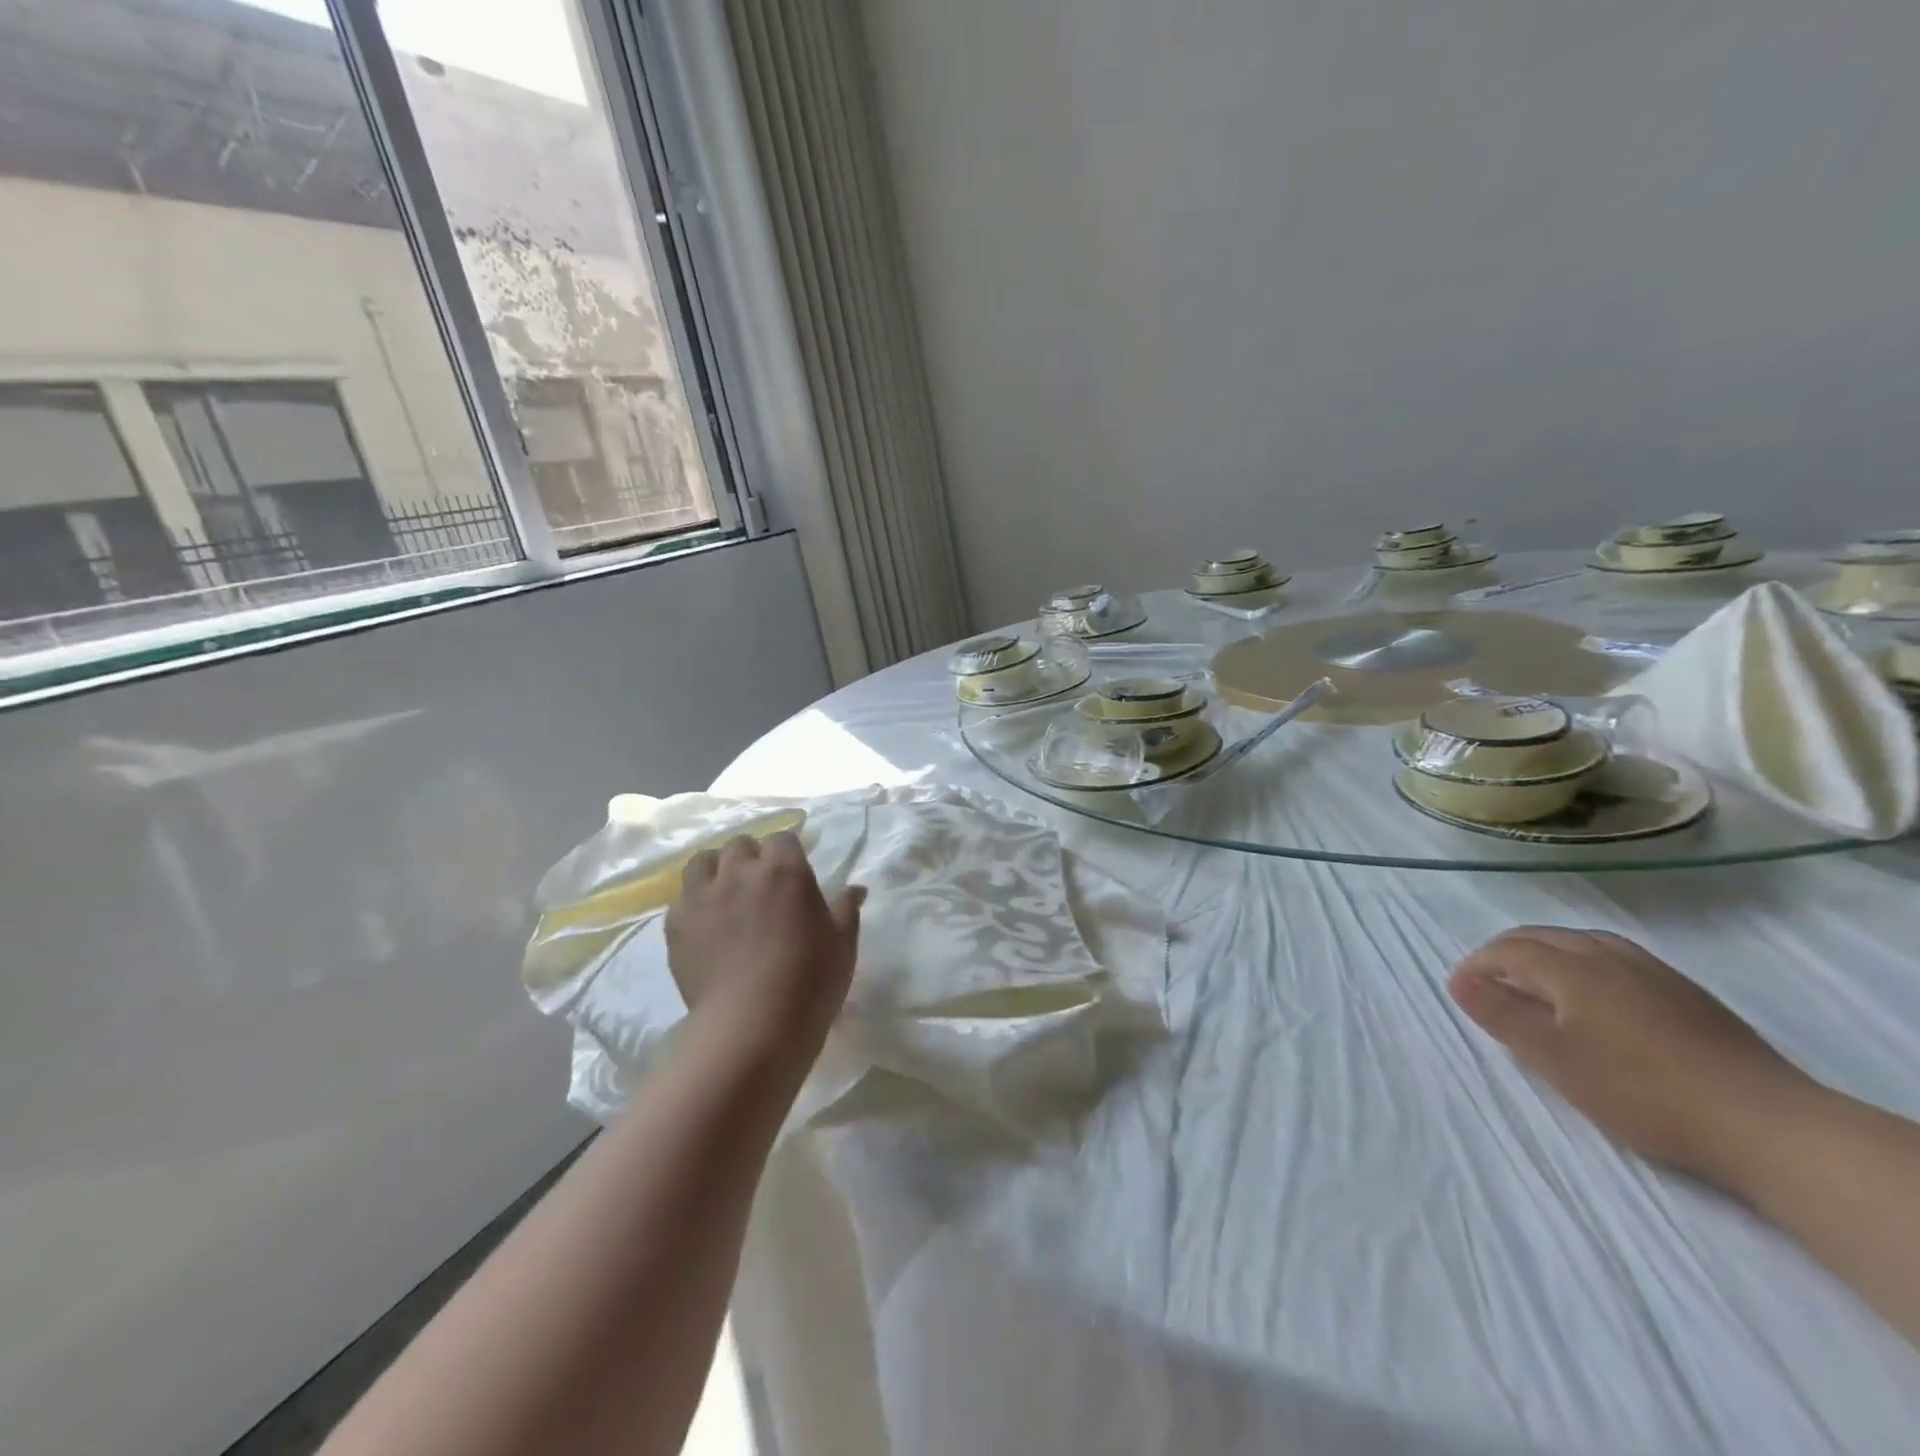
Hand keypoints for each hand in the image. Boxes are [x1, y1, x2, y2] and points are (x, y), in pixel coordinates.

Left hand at [666, 831, 863, 1060]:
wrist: (752, 1027)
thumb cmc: (810, 981)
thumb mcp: (842, 944)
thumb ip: (846, 909)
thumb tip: (857, 888)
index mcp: (784, 869)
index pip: (782, 838)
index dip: (788, 852)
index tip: (795, 871)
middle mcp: (740, 872)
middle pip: (739, 845)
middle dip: (751, 857)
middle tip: (762, 884)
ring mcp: (703, 897)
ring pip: (703, 862)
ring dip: (717, 870)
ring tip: (726, 894)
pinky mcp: (677, 925)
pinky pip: (682, 899)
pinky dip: (694, 904)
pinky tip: (706, 925)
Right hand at [1449, 927, 1812, 1186]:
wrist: (1765, 1124)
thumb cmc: (1641, 1090)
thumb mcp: (1555, 1058)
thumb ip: (1502, 1014)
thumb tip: (1459, 980)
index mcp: (1572, 968)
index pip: (1509, 950)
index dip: (1478, 965)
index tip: (1460, 991)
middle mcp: (1608, 956)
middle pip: (1544, 937)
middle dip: (1506, 952)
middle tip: (1489, 983)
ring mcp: (1653, 972)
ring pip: (1583, 942)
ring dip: (1547, 952)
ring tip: (1536, 981)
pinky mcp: (1686, 994)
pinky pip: (1616, 957)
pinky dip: (1585, 962)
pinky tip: (1596, 994)